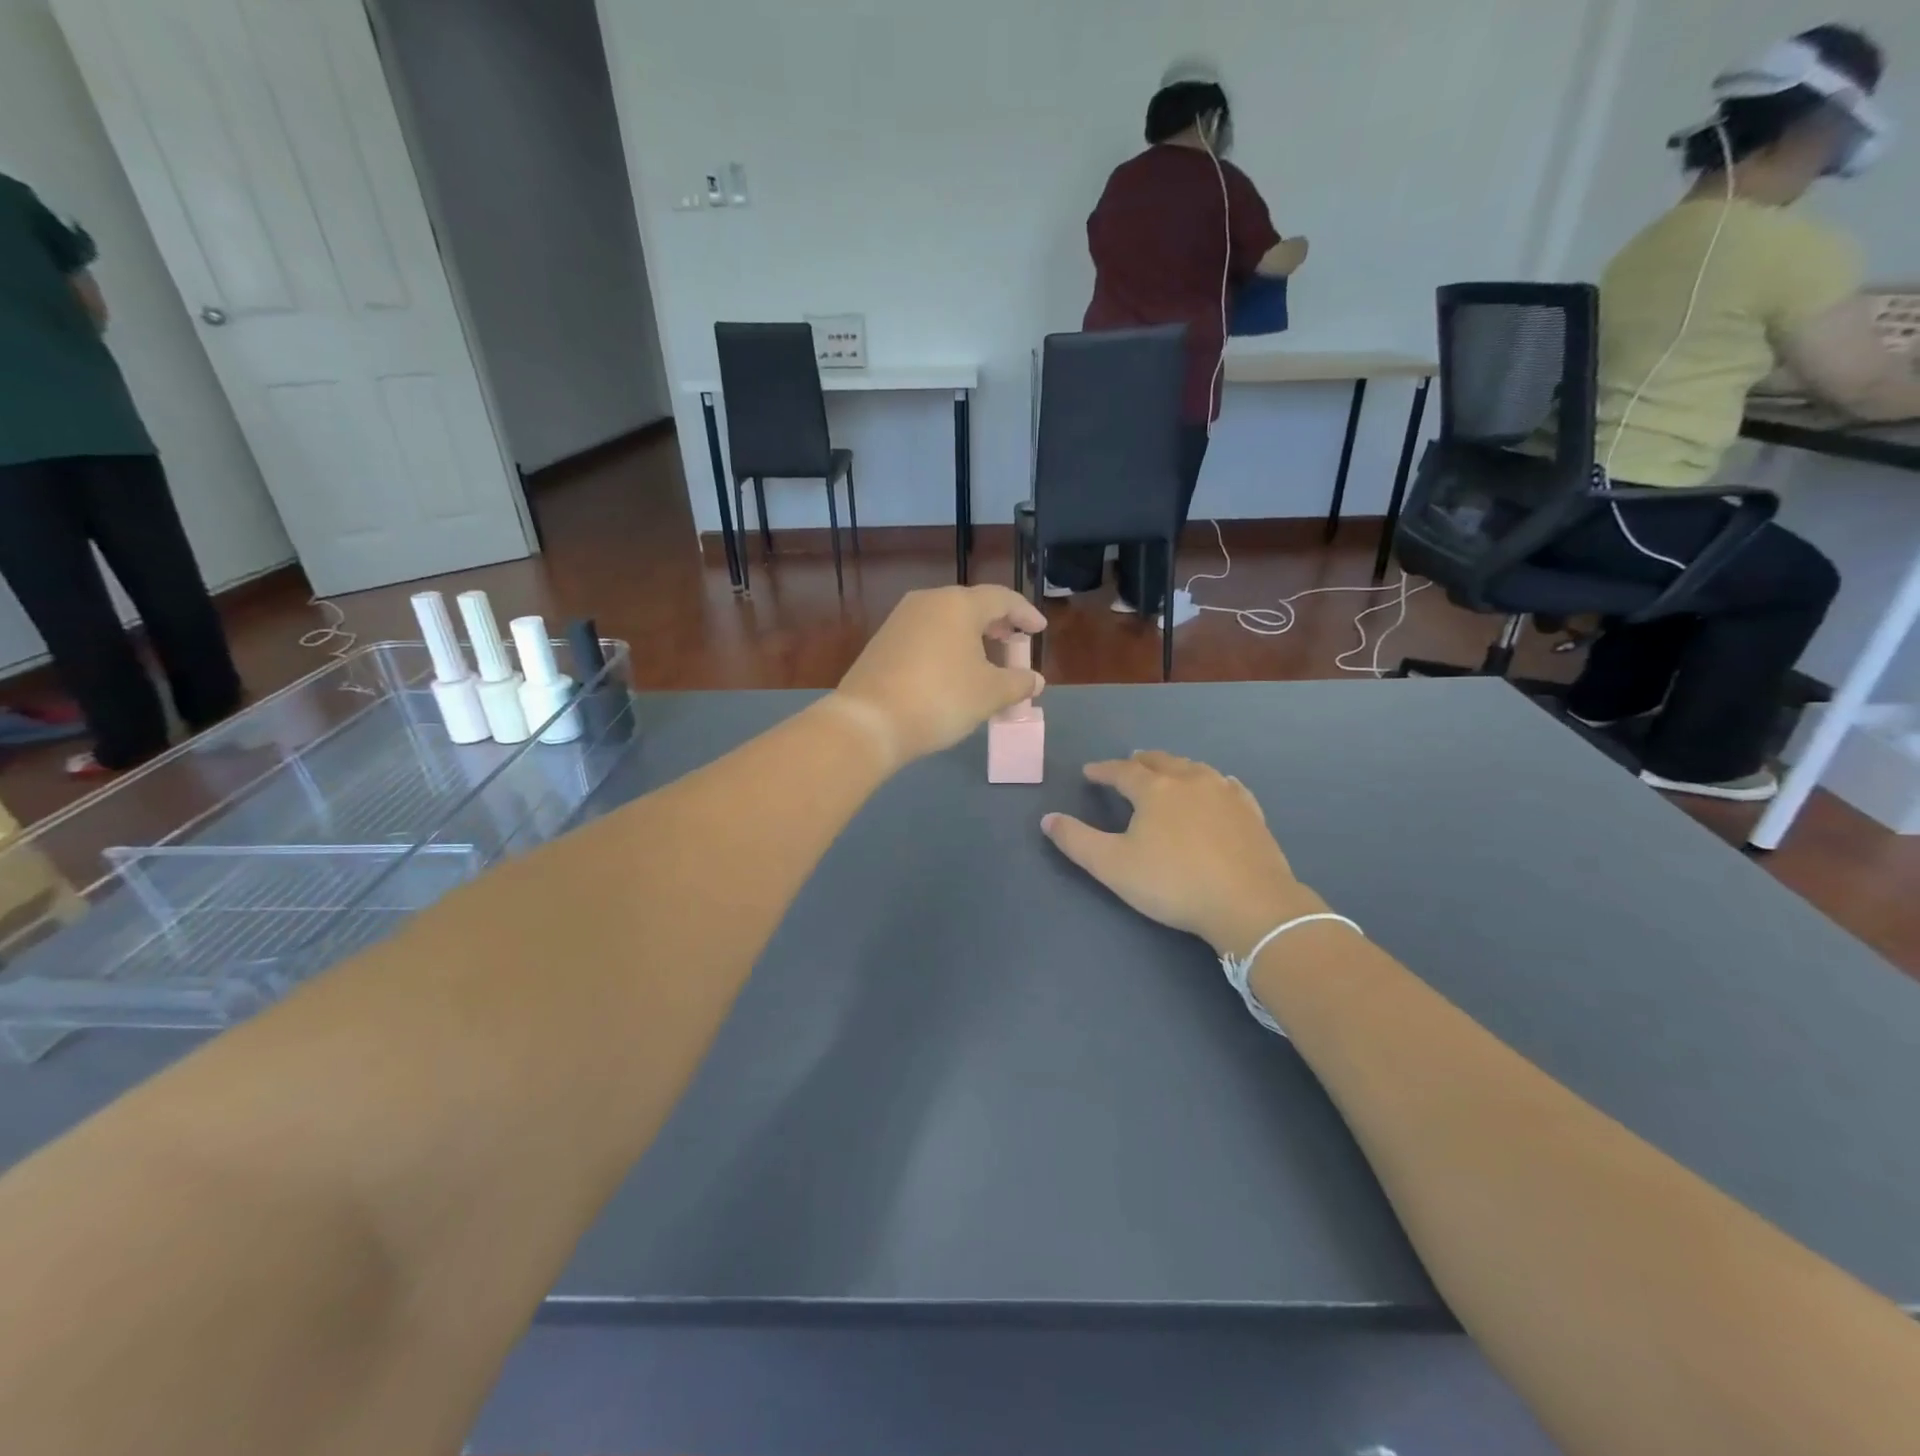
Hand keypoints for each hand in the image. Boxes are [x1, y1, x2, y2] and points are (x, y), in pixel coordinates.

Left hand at [832, 586, 1046, 766]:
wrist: (869, 722)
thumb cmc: (941, 699)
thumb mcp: (989, 694)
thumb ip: (1018, 683)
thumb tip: (1035, 680)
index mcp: (958, 604)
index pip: (1002, 599)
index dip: (1025, 614)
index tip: (1039, 630)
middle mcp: (927, 602)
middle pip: (971, 606)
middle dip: (997, 625)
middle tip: (1014, 643)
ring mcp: (900, 620)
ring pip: (946, 621)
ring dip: (971, 638)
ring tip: (986, 660)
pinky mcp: (882, 642)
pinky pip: (926, 636)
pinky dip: (947, 648)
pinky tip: (952, 671)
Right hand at [1042, 751, 1321, 958]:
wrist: (1250, 904)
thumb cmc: (1174, 883)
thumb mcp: (1113, 866)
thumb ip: (1077, 840)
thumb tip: (1048, 818)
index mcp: (1155, 789)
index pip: (1122, 770)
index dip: (1102, 770)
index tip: (1089, 771)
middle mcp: (1190, 780)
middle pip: (1161, 761)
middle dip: (1140, 761)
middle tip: (1129, 763)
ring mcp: (1225, 794)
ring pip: (1194, 768)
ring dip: (1175, 767)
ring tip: (1167, 771)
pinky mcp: (1251, 812)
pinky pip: (1227, 786)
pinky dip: (1212, 782)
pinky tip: (1217, 787)